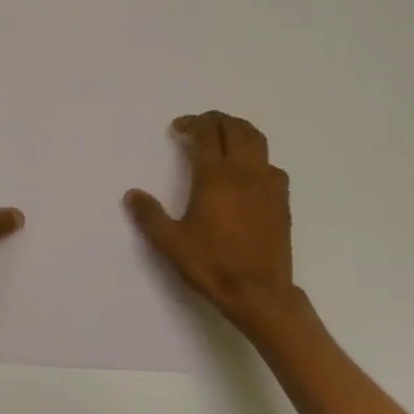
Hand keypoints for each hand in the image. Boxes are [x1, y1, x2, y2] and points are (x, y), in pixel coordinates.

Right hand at [126, 111, 308, 334]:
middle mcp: (244, 171)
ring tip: (224, 137)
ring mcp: (268, 183)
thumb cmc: (212, 264)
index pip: (205, 134)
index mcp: (215, 176)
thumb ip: (149, 216)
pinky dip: (256, 157)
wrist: (259, 292)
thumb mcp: (171, 242)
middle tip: (199, 126)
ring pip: (257, 140)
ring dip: (238, 131)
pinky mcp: (282, 199)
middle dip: (215, 120)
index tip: (178, 129)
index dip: (191, 124)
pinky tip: (248, 172)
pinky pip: (271, 164)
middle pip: (234, 128)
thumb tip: (132, 194)